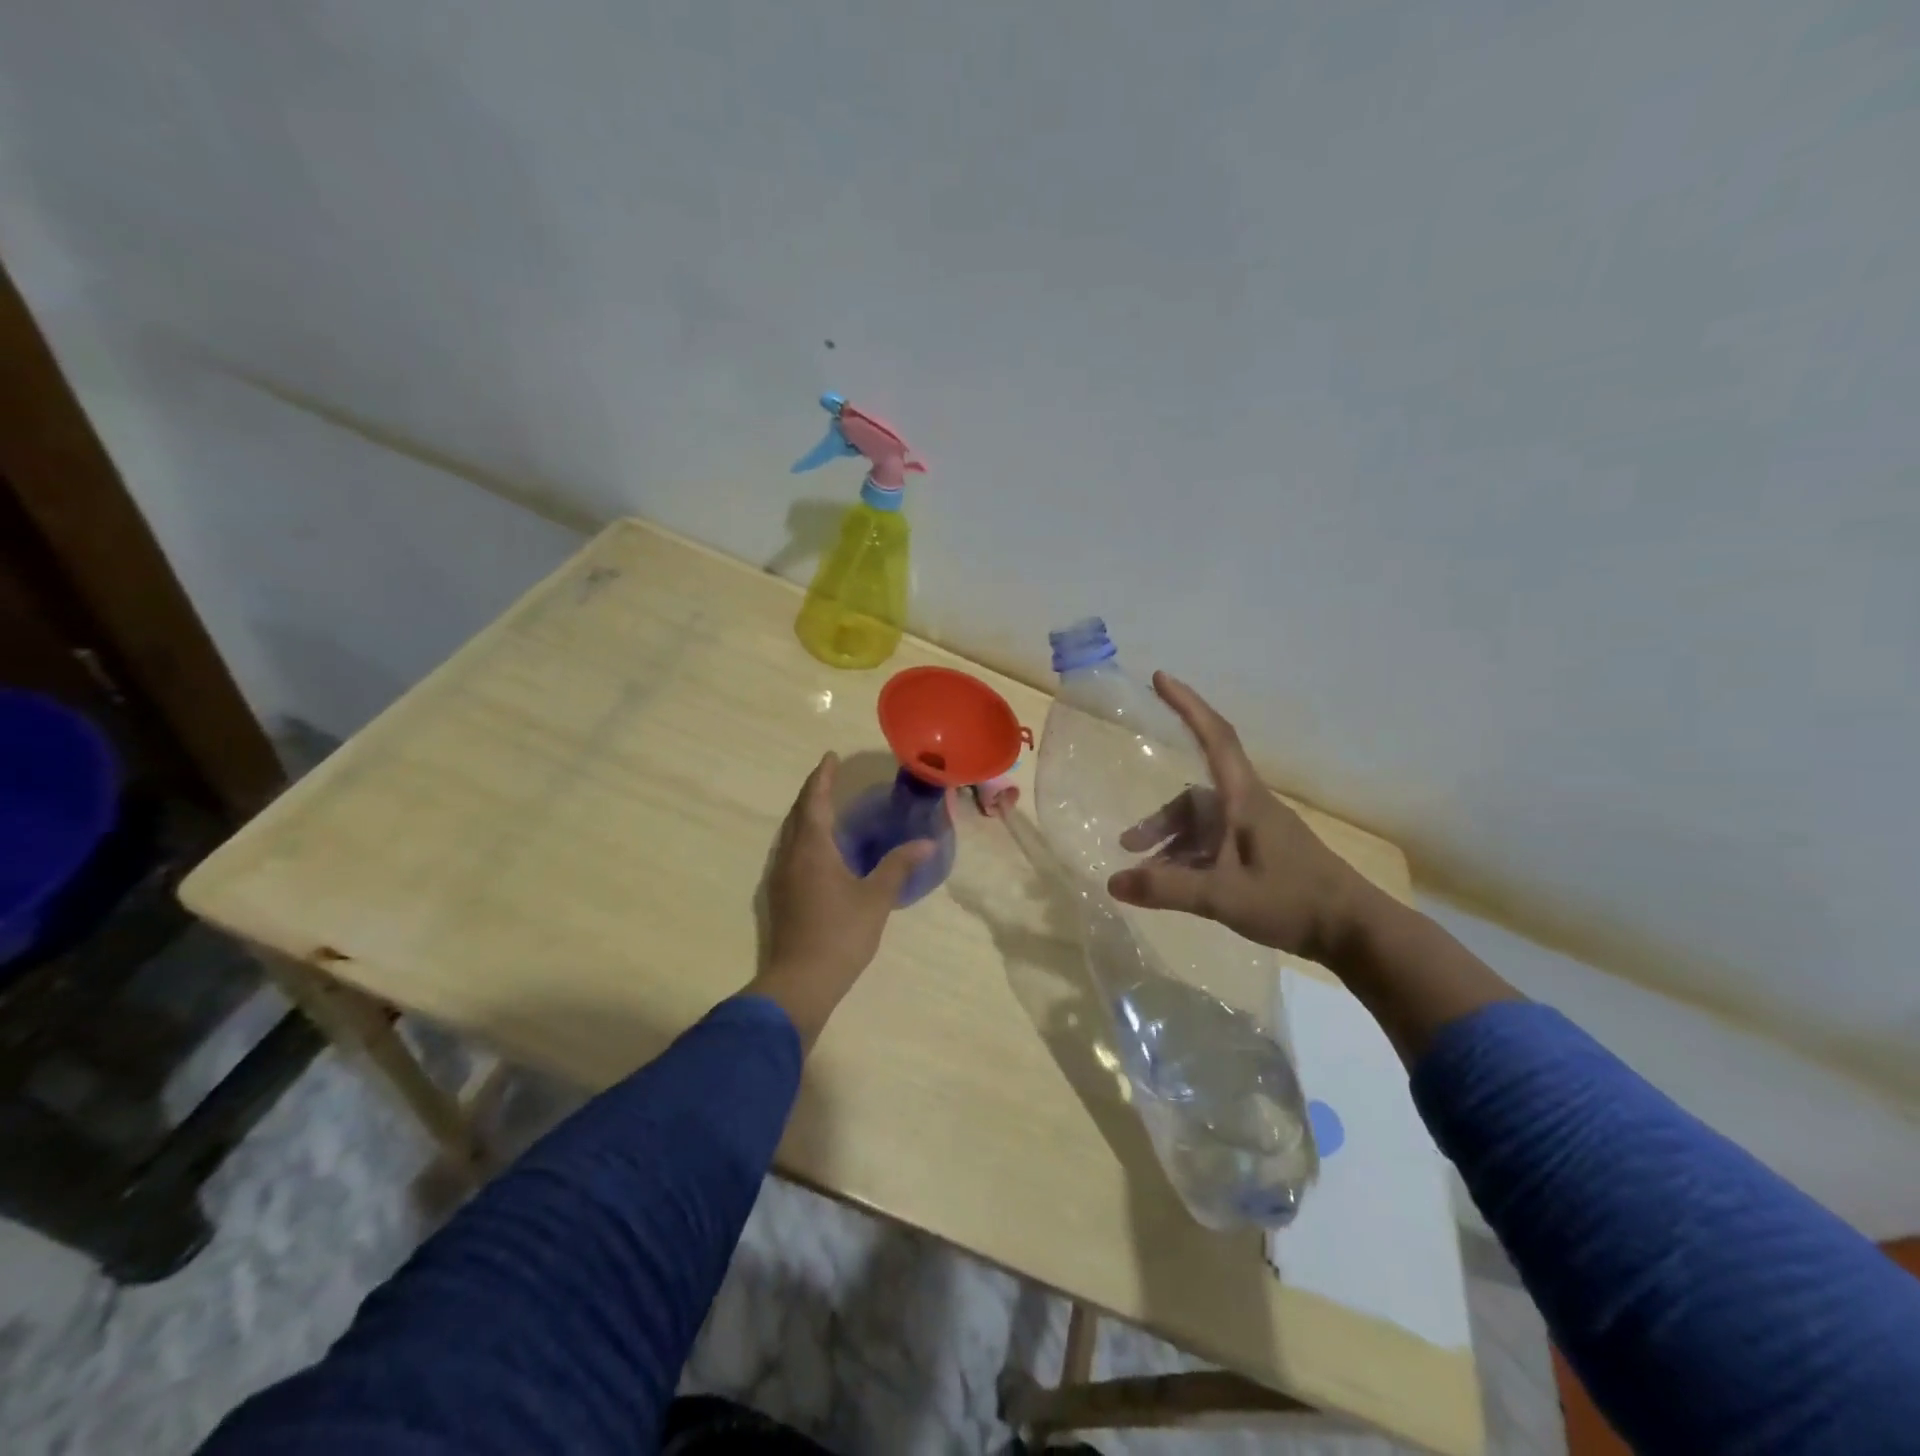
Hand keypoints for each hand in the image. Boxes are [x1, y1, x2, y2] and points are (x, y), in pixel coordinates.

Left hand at [754, 753, 933, 1045]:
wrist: (800, 981)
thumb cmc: (841, 934)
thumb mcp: (876, 898)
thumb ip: (898, 866)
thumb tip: (926, 843)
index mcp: (812, 849)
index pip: (815, 801)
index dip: (822, 777)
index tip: (830, 757)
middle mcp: (790, 856)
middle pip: (798, 814)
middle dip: (813, 792)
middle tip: (830, 777)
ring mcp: (780, 877)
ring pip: (791, 833)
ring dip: (806, 814)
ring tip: (826, 807)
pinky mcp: (780, 895)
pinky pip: (790, 851)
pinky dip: (804, 836)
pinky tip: (819, 849)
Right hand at [1106, 673, 1385, 965]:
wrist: (1355, 932)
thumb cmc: (1293, 901)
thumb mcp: (1223, 897)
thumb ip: (1167, 888)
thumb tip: (1113, 882)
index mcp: (1244, 800)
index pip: (1214, 737)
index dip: (1187, 704)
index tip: (1160, 677)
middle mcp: (1248, 807)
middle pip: (1194, 798)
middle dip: (1159, 819)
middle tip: (1128, 845)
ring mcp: (1257, 831)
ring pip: (1203, 825)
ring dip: (1173, 844)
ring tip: (1147, 874)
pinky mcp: (1263, 853)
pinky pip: (1215, 844)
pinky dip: (1191, 858)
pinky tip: (1177, 886)